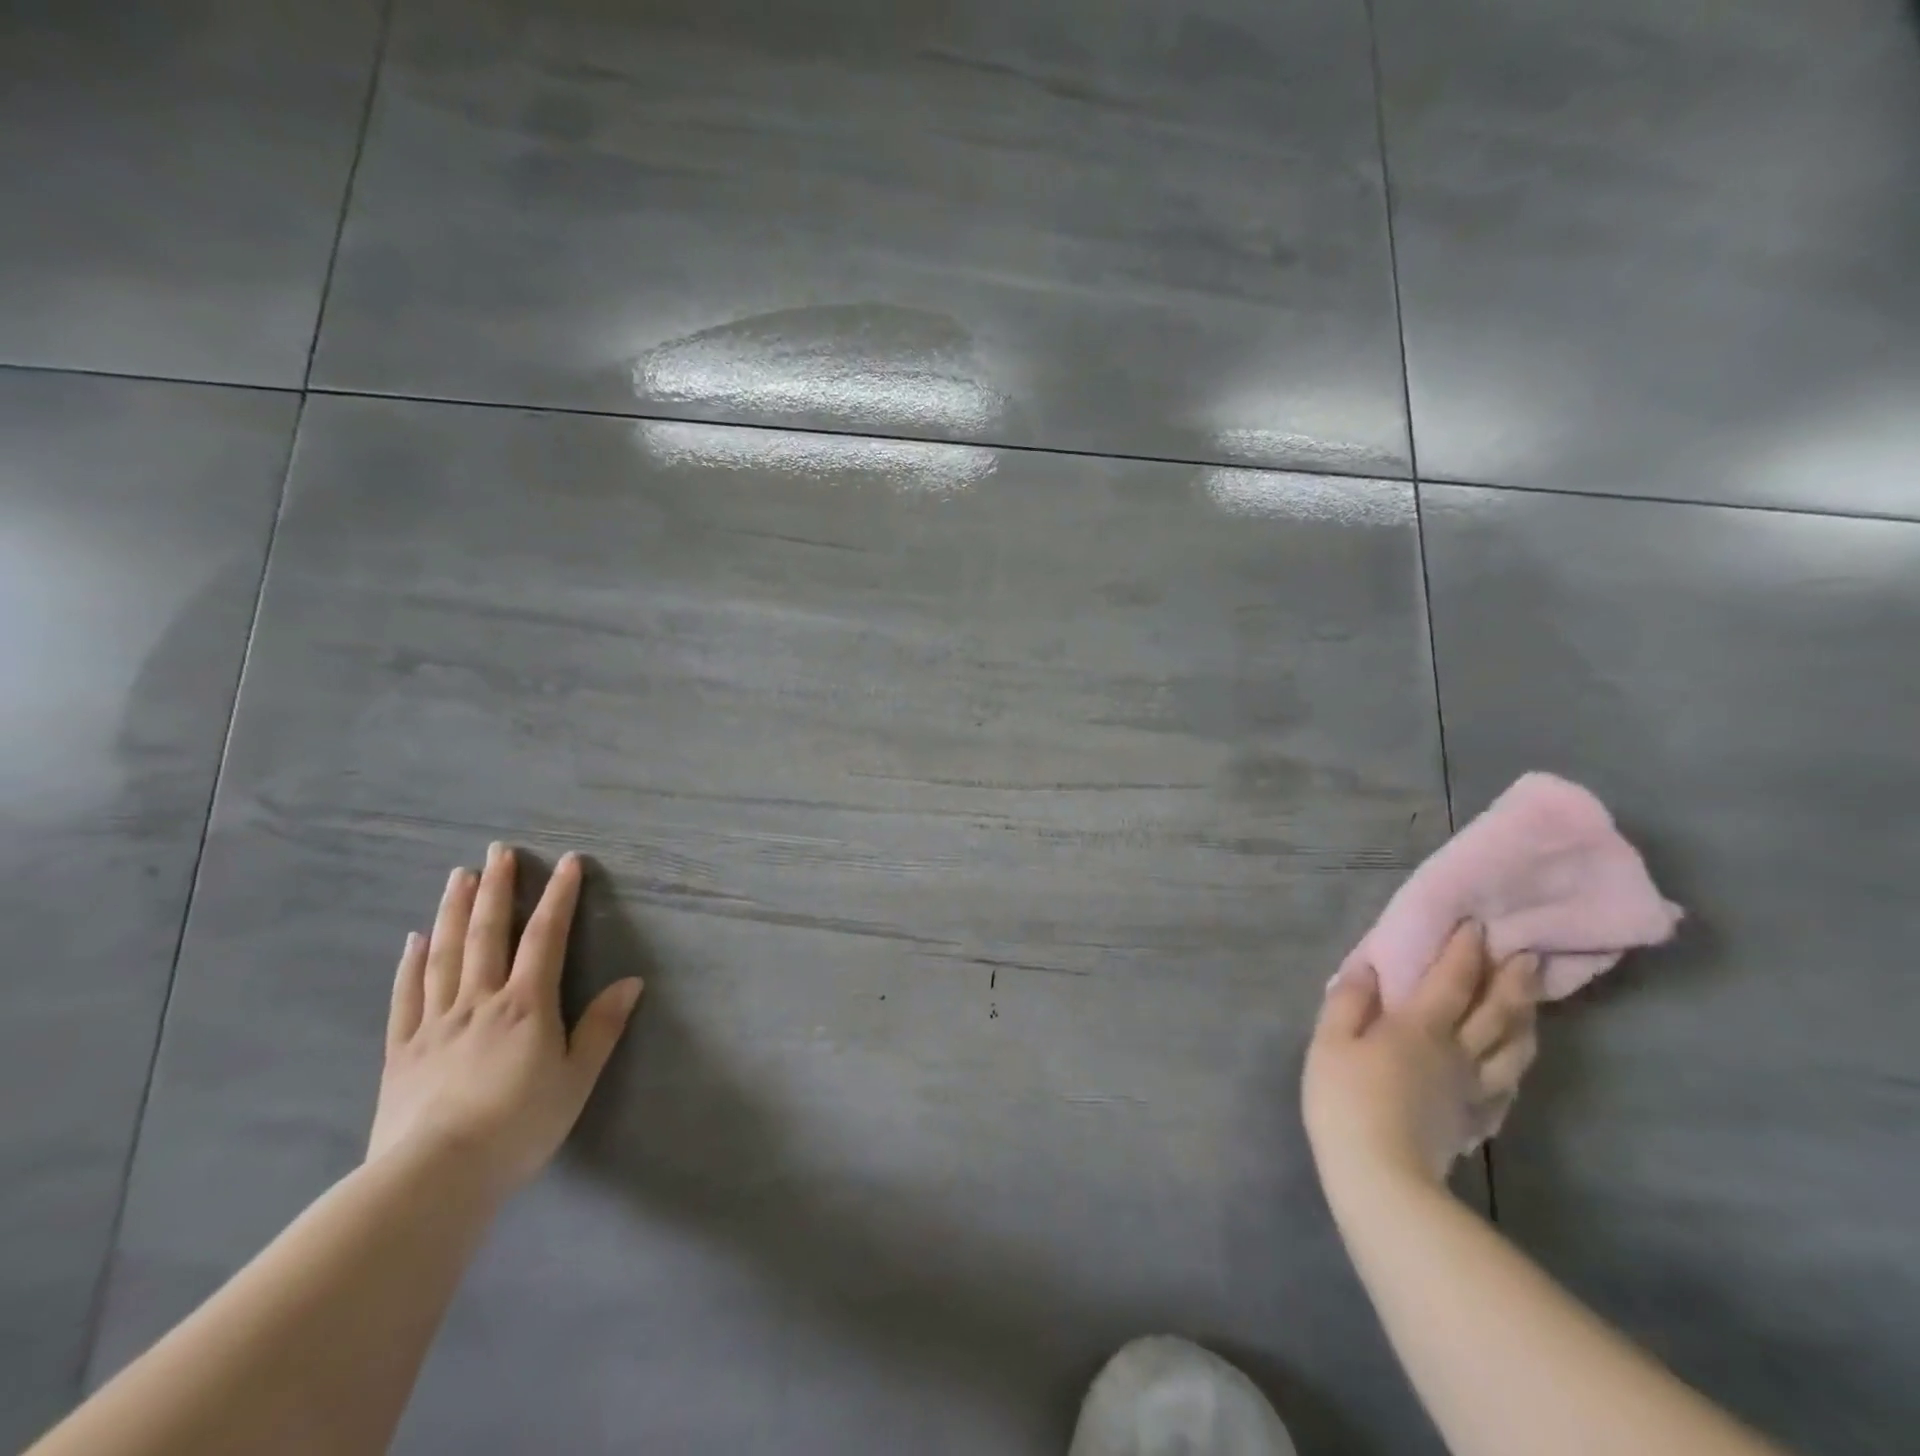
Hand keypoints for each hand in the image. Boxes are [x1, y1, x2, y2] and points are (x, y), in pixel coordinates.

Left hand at [368, 845, 642, 1197]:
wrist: (433, 1179)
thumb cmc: (518, 1127)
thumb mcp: (576, 1079)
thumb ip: (602, 1027)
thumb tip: (632, 981)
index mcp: (526, 1005)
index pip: (546, 937)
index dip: (558, 896)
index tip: (566, 862)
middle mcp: (480, 1001)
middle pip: (487, 933)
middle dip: (496, 888)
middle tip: (498, 850)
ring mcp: (436, 1022)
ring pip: (444, 954)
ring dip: (452, 911)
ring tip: (458, 876)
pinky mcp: (402, 1050)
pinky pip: (407, 996)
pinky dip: (411, 964)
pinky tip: (413, 940)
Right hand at [1302, 922, 1537, 1189]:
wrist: (1381, 1177)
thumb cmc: (1346, 1099)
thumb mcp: (1330, 1041)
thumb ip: (1349, 1001)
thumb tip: (1367, 968)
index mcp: (1420, 1027)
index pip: (1451, 980)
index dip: (1465, 951)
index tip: (1478, 925)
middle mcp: (1457, 1053)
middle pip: (1495, 1012)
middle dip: (1511, 980)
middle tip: (1527, 955)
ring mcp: (1473, 1090)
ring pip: (1513, 1050)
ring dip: (1526, 1021)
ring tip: (1531, 1003)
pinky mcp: (1474, 1121)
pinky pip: (1506, 1089)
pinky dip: (1514, 1070)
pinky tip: (1513, 1068)